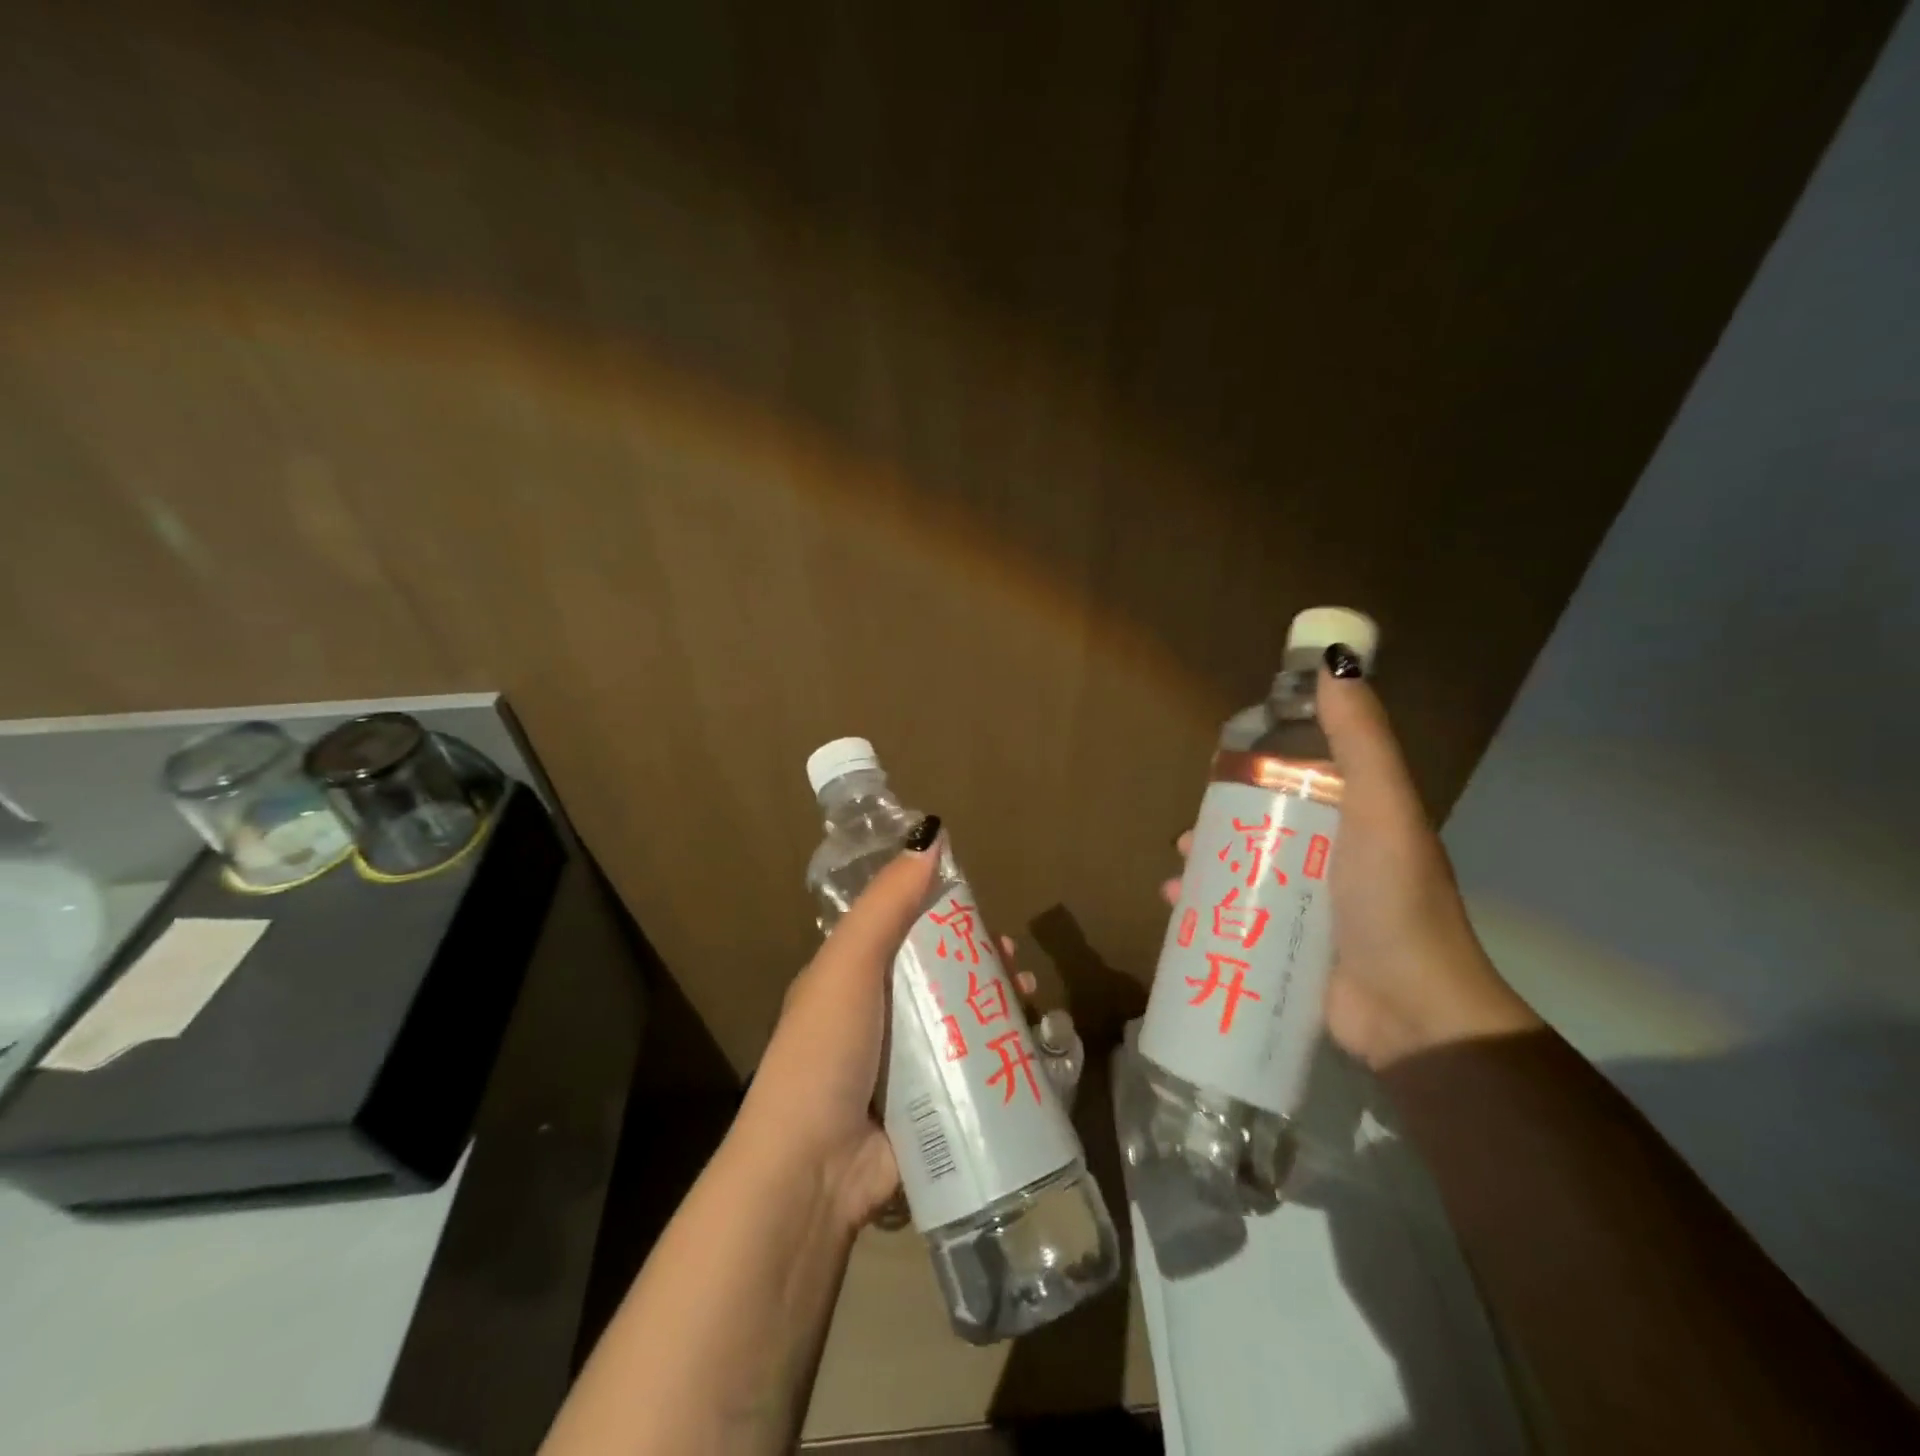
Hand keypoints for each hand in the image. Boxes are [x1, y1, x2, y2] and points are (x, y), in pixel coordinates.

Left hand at [739, 824, 1047, 1231]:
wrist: (812, 1169)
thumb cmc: (826, 1051)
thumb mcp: (849, 963)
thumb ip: (888, 902)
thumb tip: (931, 836)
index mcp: (853, 978)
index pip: (906, 931)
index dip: (945, 916)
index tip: (982, 912)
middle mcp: (878, 1017)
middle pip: (941, 976)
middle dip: (982, 964)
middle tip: (1015, 963)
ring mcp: (906, 1066)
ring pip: (962, 1021)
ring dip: (999, 1006)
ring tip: (1030, 999)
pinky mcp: (932, 1108)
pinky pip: (973, 1069)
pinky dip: (1002, 1055)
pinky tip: (1031, 1048)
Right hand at [1163, 662, 1538, 1069]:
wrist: (1413, 1011)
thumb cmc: (1392, 900)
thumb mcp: (1381, 809)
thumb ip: (1359, 740)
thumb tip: (1336, 660)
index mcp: (1356, 821)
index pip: (1301, 781)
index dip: (1260, 769)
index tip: (1221, 766)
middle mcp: (1333, 860)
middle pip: (1265, 830)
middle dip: (1223, 827)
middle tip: (1188, 835)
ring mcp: (1310, 908)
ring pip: (1247, 874)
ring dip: (1209, 869)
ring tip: (1178, 871)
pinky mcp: (1289, 947)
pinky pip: (1239, 917)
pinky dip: (1206, 910)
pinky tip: (1176, 909)